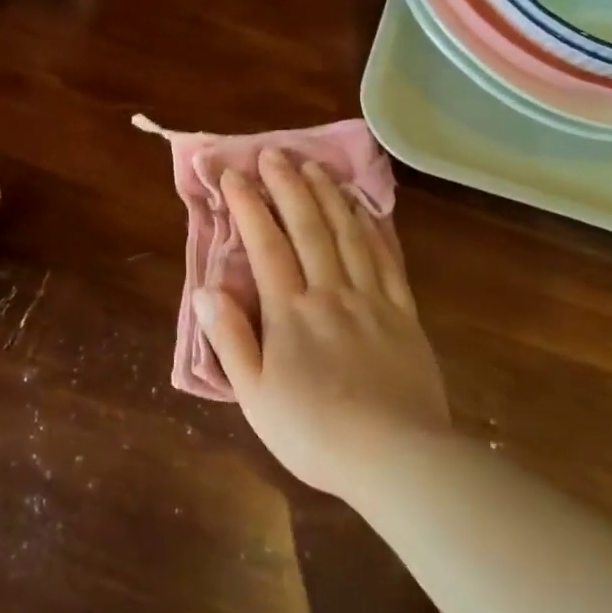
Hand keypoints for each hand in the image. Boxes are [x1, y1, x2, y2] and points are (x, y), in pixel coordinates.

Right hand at [197, 149, 449, 500]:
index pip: (266, 244)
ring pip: (348, 234)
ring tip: (314, 167)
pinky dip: (372, 227)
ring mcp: (371, 300)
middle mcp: (330, 293)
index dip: (249, 205)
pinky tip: (363, 210)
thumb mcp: (255, 395)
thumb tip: (208, 289)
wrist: (396, 458)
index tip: (234, 174)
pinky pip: (386, 259)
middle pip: (308, 227)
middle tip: (274, 153)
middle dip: (288, 186)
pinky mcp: (403, 313)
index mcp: (290, 312)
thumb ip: (230, 338)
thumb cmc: (314, 432)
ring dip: (328, 196)